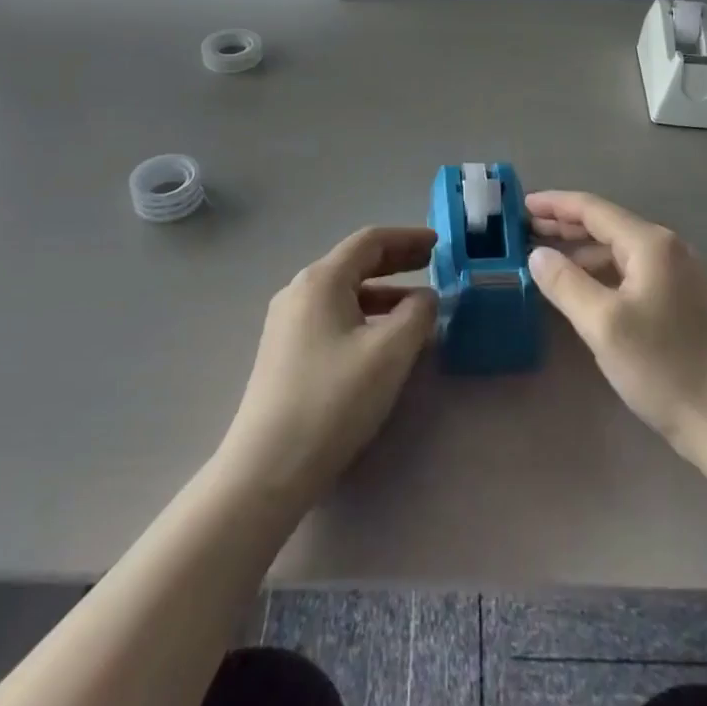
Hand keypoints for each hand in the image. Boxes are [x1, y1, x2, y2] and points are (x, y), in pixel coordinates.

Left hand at [218, 227, 438, 508]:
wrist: (267, 468)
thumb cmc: (333, 400)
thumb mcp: (390, 353)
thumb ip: (417, 315)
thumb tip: (426, 297)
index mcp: (321, 280)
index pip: (370, 241)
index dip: (407, 238)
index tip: (439, 244)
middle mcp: (300, 291)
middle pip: (354, 262)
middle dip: (396, 261)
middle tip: (431, 264)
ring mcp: (287, 322)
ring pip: (344, 292)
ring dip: (383, 293)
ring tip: (417, 308)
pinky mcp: (285, 351)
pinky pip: (332, 316)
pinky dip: (364, 315)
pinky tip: (383, 339)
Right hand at [527, 191, 706, 463]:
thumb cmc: (664, 367)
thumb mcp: (603, 325)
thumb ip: (565, 283)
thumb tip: (538, 254)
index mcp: (651, 244)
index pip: (593, 209)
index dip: (554, 204)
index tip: (520, 205)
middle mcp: (669, 249)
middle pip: (607, 225)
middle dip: (565, 225)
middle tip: (524, 230)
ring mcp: (680, 274)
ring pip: (619, 251)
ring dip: (582, 251)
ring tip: (545, 260)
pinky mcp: (684, 300)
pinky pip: (632, 271)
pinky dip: (602, 272)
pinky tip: (583, 288)